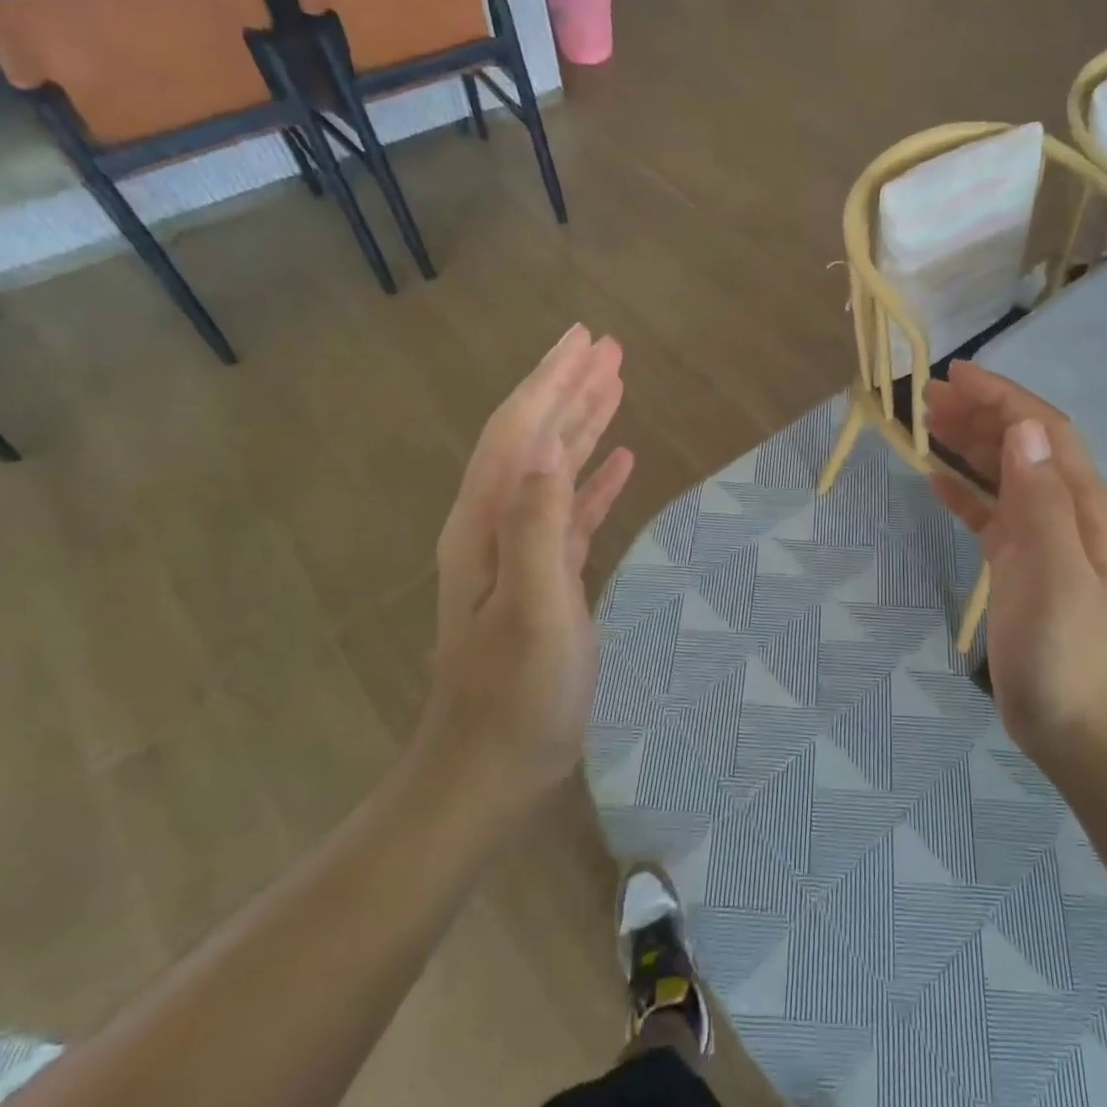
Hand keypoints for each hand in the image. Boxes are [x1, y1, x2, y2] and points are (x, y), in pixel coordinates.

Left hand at [425, 325, 635, 812]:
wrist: (492, 766)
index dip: (553, 381)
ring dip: (583, 423)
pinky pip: (572, 510)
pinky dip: (594, 478)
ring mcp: (520, 551)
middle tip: (607, 348)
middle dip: (569, 388)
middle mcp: (496, 525)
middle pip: (533, 437)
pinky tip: (620, 461)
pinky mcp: (545, 575)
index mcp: (486, 524)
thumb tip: (546, 451)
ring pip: (554, 468)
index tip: (586, 340)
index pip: (519, 431)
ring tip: (617, 385)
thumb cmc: (517, 696)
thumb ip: (536, 529)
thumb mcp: (533, 611)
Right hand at [925, 361, 1106, 772]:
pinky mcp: (1019, 565)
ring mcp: (1042, 538)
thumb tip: (1022, 428)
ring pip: (1004, 474)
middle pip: (1022, 445)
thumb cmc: (1065, 649)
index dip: (1002, 398)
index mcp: (1081, 504)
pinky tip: (936, 480)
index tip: (956, 375)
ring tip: (927, 424)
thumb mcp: (1054, 572)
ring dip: (969, 445)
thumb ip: (1040, 499)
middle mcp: (1065, 511)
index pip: (1042, 431)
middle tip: (927, 396)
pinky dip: (964, 491)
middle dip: (979, 414)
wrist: (1077, 722)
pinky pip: (989, 514)